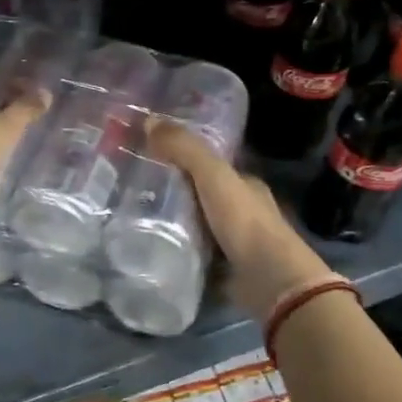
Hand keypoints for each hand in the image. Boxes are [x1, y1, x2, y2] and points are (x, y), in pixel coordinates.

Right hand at [147, 120, 335, 323]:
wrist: (270, 281)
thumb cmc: (245, 222)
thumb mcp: (214, 177)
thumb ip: (185, 149)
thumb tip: (148, 120)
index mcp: (244, 185)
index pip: (210, 165)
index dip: (183, 157)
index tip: (150, 155)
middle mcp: (241, 211)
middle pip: (201, 196)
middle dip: (173, 192)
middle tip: (132, 188)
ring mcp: (234, 243)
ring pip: (196, 226)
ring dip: (172, 223)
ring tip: (131, 217)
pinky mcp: (224, 271)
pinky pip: (193, 255)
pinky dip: (176, 252)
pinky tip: (150, 249)